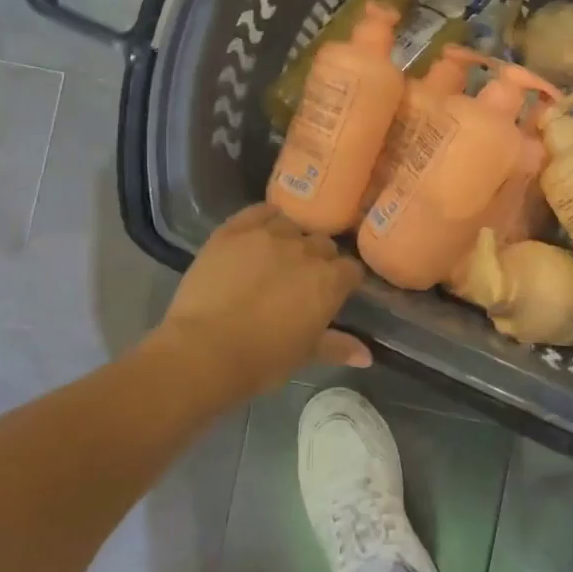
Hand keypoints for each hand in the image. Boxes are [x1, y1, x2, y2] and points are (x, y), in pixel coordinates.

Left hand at [155, 204, 370, 395]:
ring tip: (276, 258)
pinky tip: (260, 231)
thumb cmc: (262, 360)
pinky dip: (265, 218)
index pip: (351, 269)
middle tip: (300, 280)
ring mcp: (270, 234)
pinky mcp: (235, 229)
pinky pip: (259, 211)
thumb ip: (339, 347)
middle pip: (323, 244)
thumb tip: (368, 356)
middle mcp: (306, 249)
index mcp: (330, 280)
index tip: (333, 293)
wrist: (205, 351)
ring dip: (291, 239)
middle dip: (318, 259)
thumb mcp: (305, 355)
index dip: (343, 281)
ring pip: (292, 225)